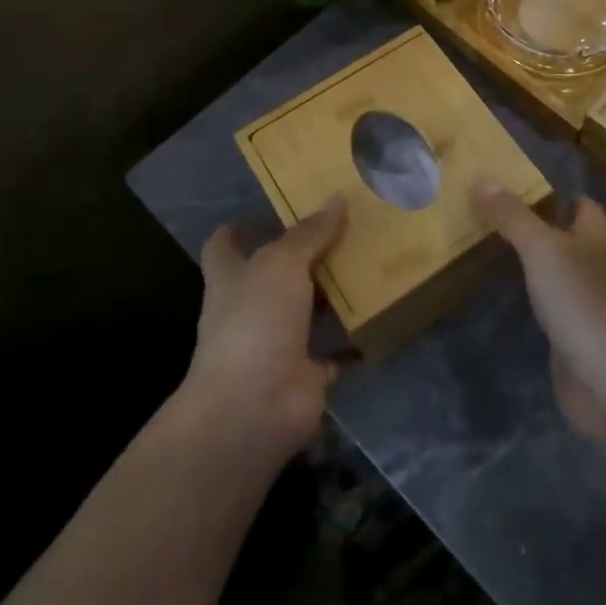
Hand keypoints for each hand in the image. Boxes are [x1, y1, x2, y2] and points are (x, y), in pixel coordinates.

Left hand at [184, 197, 345, 458]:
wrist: (254, 406)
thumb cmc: (255, 321)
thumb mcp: (282, 263)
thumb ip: (310, 233)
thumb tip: (337, 197)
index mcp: (231, 278)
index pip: (223, 248)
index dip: (237, 231)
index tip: (263, 214)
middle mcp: (250, 309)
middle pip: (274, 276)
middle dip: (302, 256)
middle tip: (343, 228)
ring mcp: (277, 343)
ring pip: (307, 311)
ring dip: (332, 295)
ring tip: (370, 263)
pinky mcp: (305, 374)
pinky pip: (335, 352)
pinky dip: (354, 340)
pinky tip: (382, 316)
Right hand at [472, 180, 605, 445]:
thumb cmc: (581, 301)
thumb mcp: (542, 249)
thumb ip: (513, 216)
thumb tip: (482, 177)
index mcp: (595, 238)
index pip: (581, 204)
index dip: (556, 193)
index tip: (517, 185)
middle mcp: (594, 266)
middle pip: (567, 237)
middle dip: (536, 227)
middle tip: (491, 216)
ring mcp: (586, 304)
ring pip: (556, 272)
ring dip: (531, 264)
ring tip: (489, 249)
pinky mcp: (574, 336)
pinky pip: (549, 308)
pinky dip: (530, 300)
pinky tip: (504, 297)